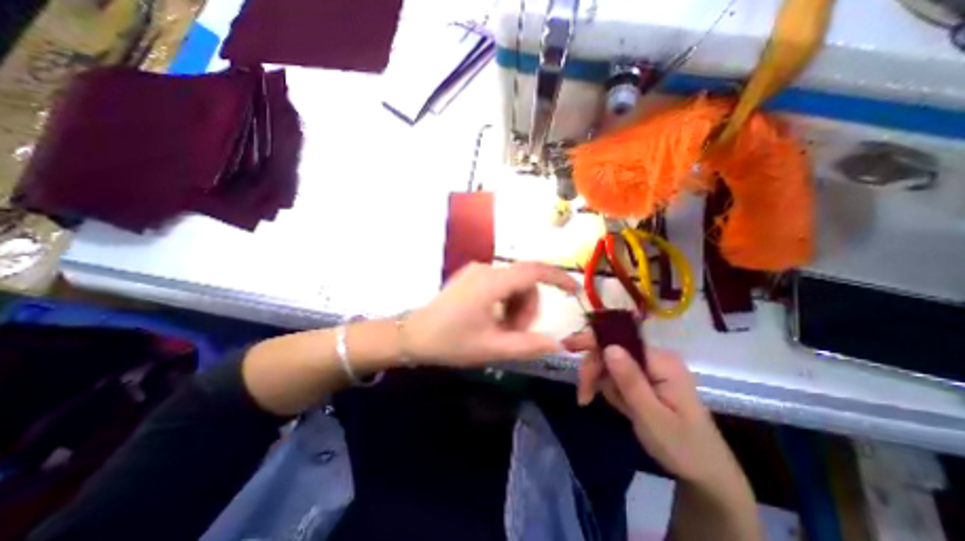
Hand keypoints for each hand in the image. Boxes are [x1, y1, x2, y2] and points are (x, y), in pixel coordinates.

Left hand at [403, 262, 574, 366]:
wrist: (412, 335)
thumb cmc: (450, 342)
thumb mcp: (492, 348)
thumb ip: (528, 346)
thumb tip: (558, 343)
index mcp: (491, 282)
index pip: (534, 270)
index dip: (558, 278)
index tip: (574, 291)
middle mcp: (486, 269)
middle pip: (524, 282)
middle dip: (528, 308)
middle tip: (516, 334)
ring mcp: (477, 271)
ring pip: (513, 284)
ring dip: (516, 307)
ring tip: (501, 330)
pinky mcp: (471, 277)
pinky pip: (500, 285)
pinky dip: (505, 302)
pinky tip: (492, 320)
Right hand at [566, 336, 743, 487]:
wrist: (706, 474)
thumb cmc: (682, 446)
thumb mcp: (652, 416)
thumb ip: (630, 380)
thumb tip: (608, 347)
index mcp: (661, 361)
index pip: (619, 340)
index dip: (592, 341)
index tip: (567, 347)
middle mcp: (654, 358)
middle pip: (611, 351)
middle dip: (594, 370)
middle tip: (583, 396)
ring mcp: (649, 368)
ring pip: (610, 364)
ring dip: (600, 382)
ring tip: (602, 404)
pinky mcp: (645, 379)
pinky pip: (617, 375)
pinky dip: (610, 389)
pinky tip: (620, 405)